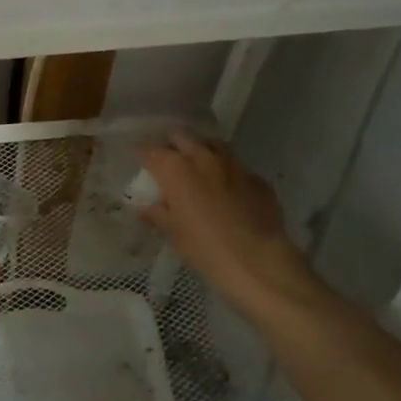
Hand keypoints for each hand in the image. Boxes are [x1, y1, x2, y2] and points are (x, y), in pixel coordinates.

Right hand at [140, 133, 317, 317]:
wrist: (258, 262)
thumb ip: (157, 214)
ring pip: (212, 145)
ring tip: (199, 169)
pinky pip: (237, 168)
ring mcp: (233, 164)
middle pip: (181, 137)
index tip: (142, 165)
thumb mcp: (174, 234)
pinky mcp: (257, 178)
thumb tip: (144, 207)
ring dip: (202, 152)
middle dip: (173, 146)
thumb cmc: (205, 249)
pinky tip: (229, 191)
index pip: (150, 151)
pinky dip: (228, 173)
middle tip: (170, 164)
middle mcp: (202, 157)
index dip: (144, 156)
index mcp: (176, 169)